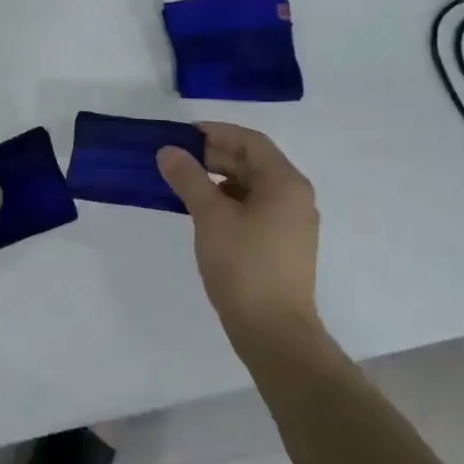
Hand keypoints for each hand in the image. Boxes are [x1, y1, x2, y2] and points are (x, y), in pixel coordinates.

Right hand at [157, 123, 323, 352]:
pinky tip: (205, 213)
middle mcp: (296, 197)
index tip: (182, 135)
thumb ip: (188, 178)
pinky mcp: (284, 245)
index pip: (251, 141)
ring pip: (254, 187)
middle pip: (254, 162)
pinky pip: (256, 209)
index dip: (216, 132)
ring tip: (185, 185)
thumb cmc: (243, 265)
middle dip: (216, 156)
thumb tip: (168, 151)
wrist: (273, 331)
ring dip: (221, 180)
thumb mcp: (210, 216)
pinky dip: (230, 202)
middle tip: (178, 160)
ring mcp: (293, 223)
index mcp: (285, 183)